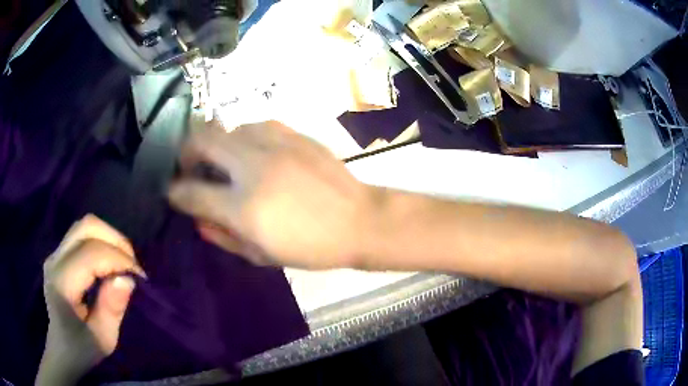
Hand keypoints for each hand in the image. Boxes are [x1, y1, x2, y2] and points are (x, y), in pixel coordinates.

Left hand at [37, 215, 144, 384]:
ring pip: (84, 226)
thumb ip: (112, 309)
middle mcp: (55, 260)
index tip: (139, 278)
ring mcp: (55, 254)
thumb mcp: (103, 339)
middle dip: (115, 241)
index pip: (91, 254)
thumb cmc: (82, 349)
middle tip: (132, 266)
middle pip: (86, 227)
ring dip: (109, 238)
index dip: (118, 259)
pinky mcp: (59, 254)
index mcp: (62, 283)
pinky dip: (101, 241)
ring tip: (124, 262)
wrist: (62, 349)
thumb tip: (127, 279)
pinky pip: (82, 235)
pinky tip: (110, 262)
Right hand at [168, 120, 375, 268]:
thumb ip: (222, 236)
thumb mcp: (261, 255)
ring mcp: (274, 144)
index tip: (173, 192)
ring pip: (226, 128)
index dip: (174, 192)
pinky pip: (253, 125)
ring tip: (224, 163)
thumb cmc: (311, 247)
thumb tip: (196, 218)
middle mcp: (253, 167)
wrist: (359, 220)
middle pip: (200, 140)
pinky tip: (253, 154)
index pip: (190, 191)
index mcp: (244, 207)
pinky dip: (242, 138)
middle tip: (190, 167)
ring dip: (216, 145)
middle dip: (186, 153)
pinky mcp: (293, 133)